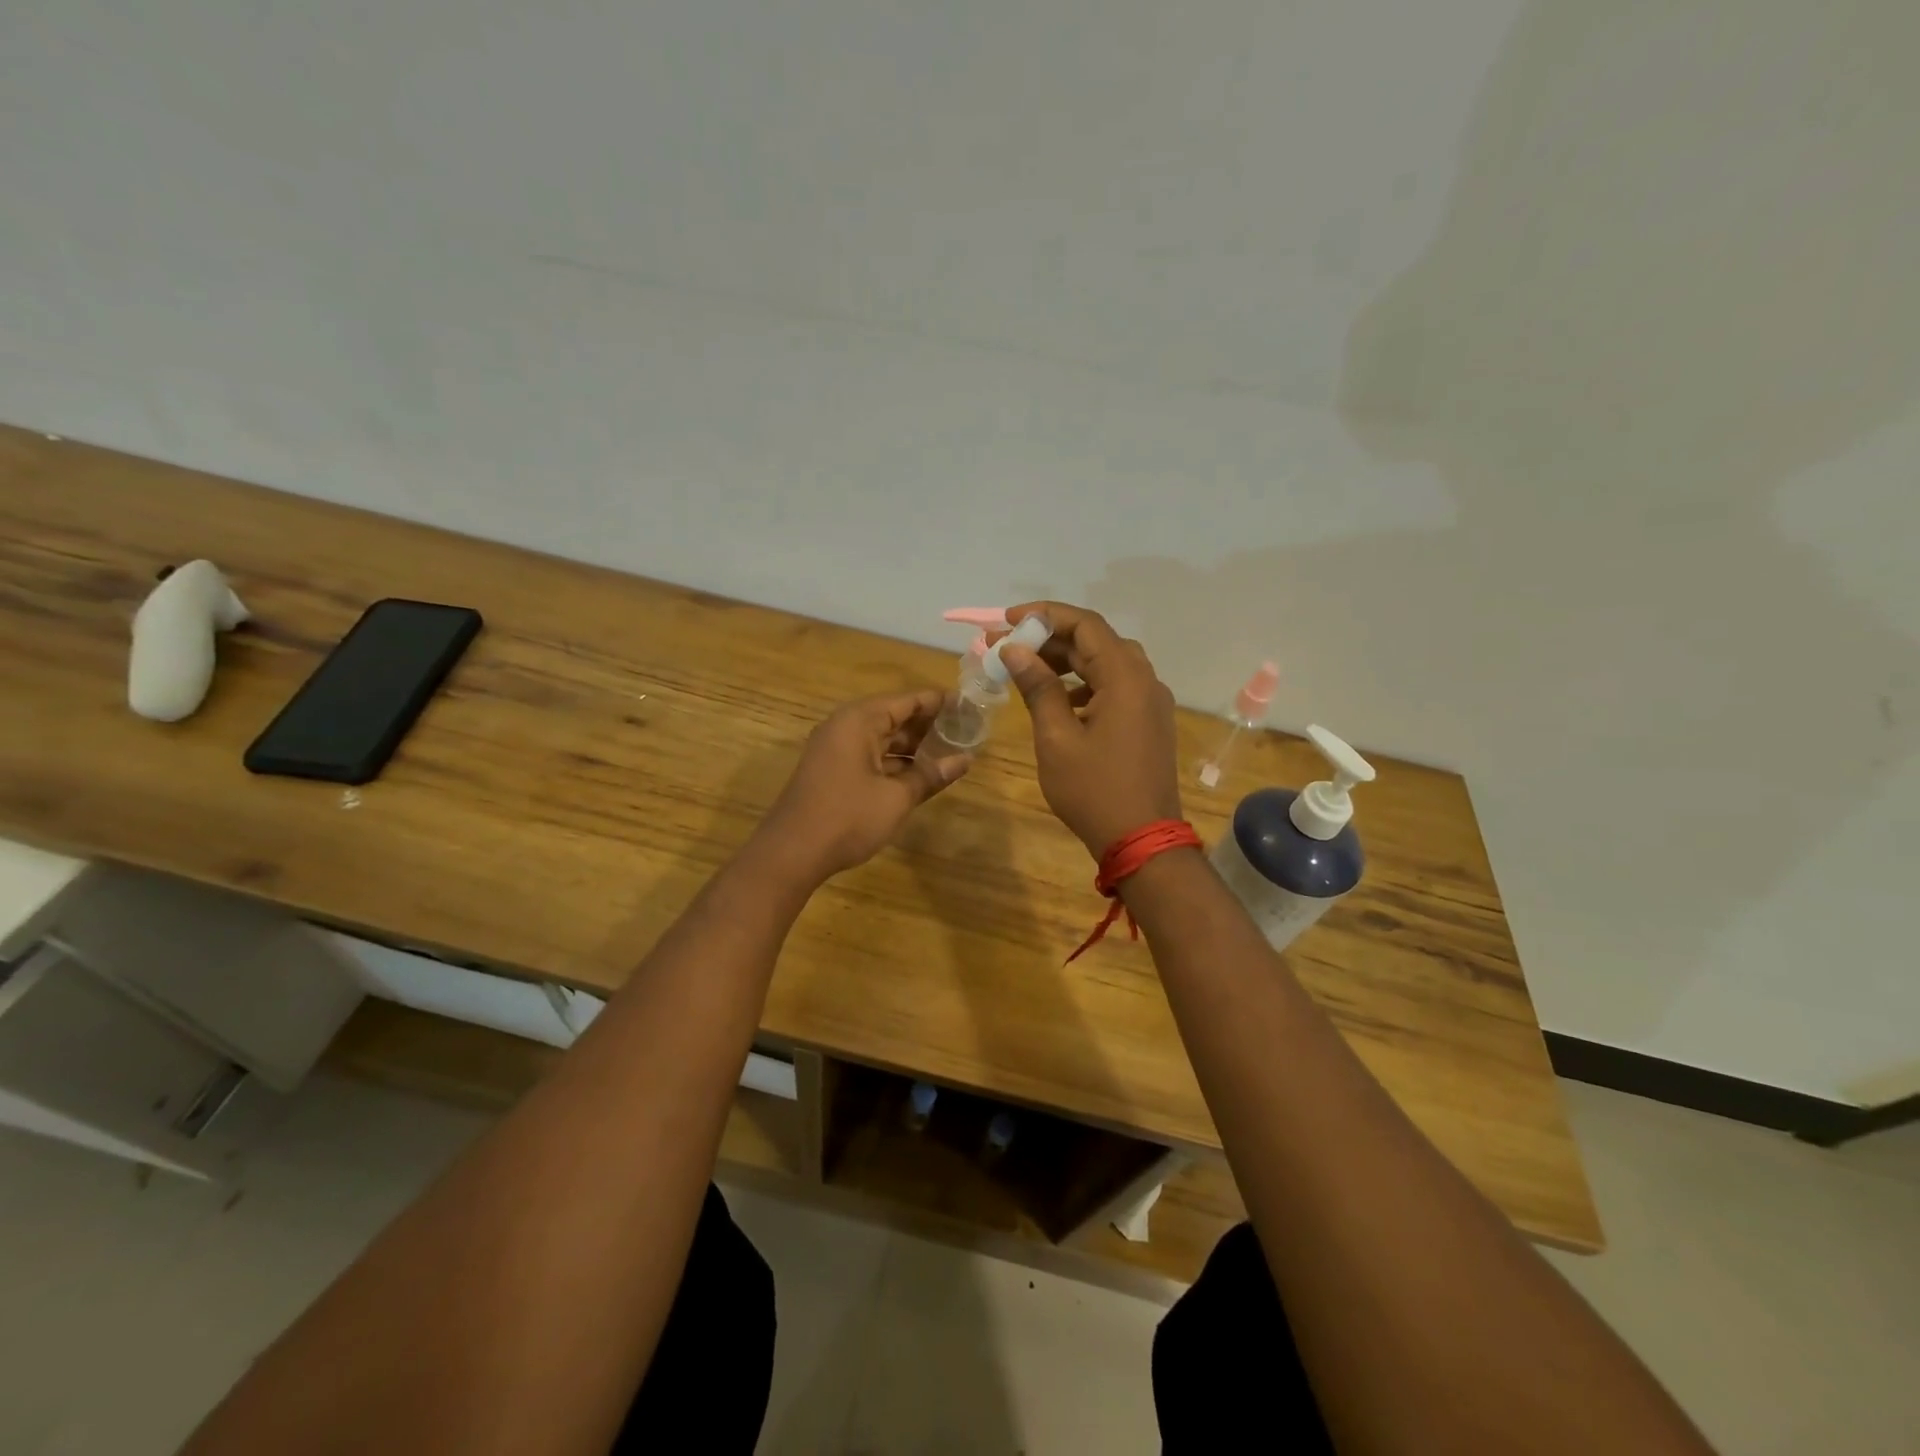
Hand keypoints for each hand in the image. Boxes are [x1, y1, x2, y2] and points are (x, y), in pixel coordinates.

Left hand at [756, 689, 965, 881]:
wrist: (792, 853)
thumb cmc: (848, 818)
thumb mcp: (897, 797)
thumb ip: (931, 775)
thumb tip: (965, 760)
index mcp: (859, 721)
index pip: (907, 700)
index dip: (939, 702)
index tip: (968, 705)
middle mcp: (845, 727)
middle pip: (894, 716)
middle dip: (928, 724)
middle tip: (965, 730)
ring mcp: (835, 749)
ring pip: (882, 738)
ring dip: (913, 745)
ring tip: (949, 751)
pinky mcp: (832, 771)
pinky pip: (870, 755)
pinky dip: (895, 761)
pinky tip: (919, 773)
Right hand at [997, 601, 1182, 854]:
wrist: (1142, 841)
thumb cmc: (1094, 790)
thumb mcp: (1056, 738)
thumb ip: (1038, 688)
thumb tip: (1015, 650)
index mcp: (1126, 677)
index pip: (1085, 624)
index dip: (1044, 615)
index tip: (1007, 621)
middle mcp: (1145, 680)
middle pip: (1096, 641)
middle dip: (1050, 639)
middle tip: (1008, 646)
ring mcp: (1151, 703)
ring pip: (1106, 664)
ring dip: (1066, 662)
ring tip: (1026, 670)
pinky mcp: (1149, 723)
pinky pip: (1116, 688)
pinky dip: (1084, 685)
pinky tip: (1058, 702)